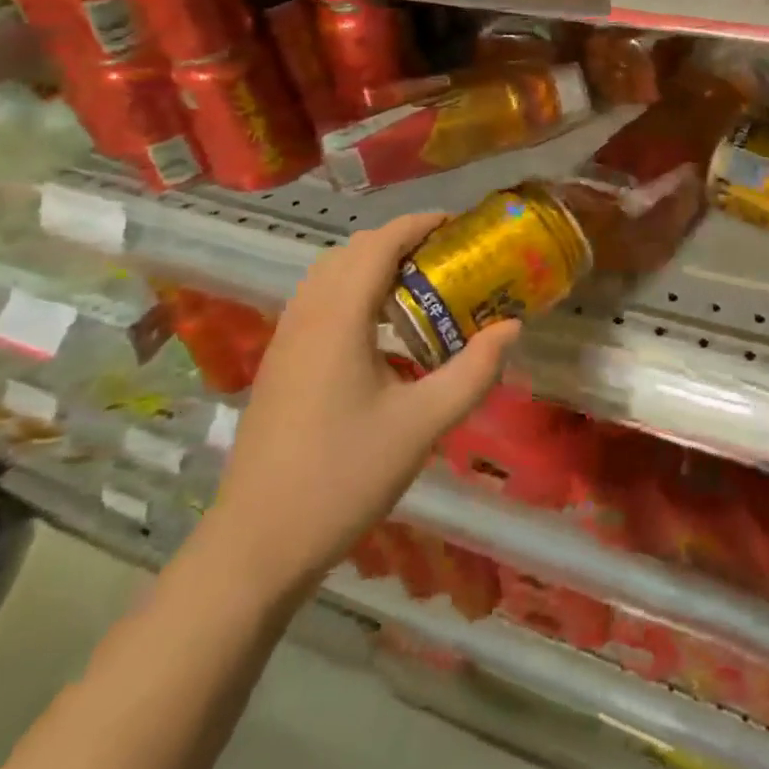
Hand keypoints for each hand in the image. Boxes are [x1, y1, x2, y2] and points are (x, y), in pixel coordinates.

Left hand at [207, 212, 518, 580]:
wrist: (256, 544)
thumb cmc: (343, 477)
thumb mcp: (422, 425)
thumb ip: (473, 372)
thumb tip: (512, 327)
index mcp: (338, 317)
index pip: (379, 244)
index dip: (418, 224)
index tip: (457, 224)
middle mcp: (306, 315)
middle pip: (351, 251)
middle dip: (398, 241)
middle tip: (444, 257)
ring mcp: (285, 339)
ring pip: (329, 275)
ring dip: (371, 265)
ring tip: (417, 288)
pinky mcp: (278, 364)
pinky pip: (317, 302)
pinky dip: (351, 292)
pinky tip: (379, 334)